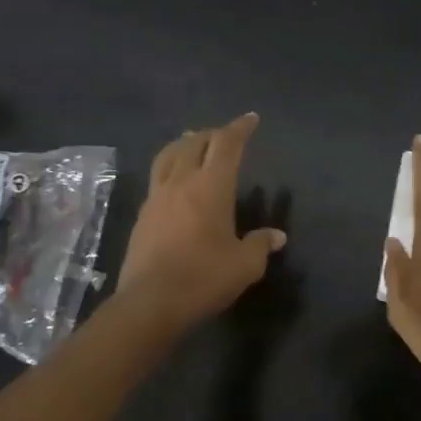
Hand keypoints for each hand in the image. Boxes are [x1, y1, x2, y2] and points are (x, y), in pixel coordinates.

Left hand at [119, 113, 286, 328]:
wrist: (151, 302)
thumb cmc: (204, 278)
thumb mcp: (245, 265)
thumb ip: (260, 245)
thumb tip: (277, 236)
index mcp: (211, 186)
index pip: (227, 145)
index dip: (240, 129)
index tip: (251, 119)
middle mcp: (182, 182)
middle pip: (194, 143)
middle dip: (212, 134)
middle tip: (225, 135)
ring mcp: (157, 197)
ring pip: (169, 156)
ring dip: (184, 144)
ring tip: (192, 143)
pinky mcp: (143, 215)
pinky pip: (157, 177)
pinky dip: (170, 167)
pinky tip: (175, 181)